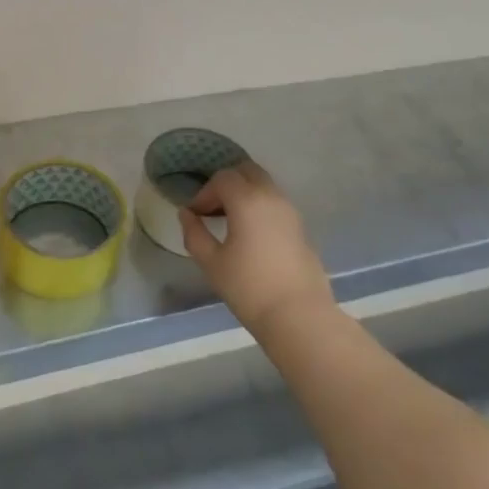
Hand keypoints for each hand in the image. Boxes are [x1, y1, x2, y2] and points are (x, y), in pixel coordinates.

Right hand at [179, 160, 335, 334]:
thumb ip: (194, 233)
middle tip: (213, 209)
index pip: (222, 178)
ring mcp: (290, 210)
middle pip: (247, 172)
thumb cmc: (248, 288)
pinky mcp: (301, 227)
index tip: (196, 215)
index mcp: (247, 200)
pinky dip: (260, 206)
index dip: (205, 193)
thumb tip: (186, 214)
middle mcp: (271, 196)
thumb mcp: (211, 262)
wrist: (298, 316)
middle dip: (227, 184)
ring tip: (231, 222)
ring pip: (264, 185)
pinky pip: (276, 202)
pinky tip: (251, 234)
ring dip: (245, 194)